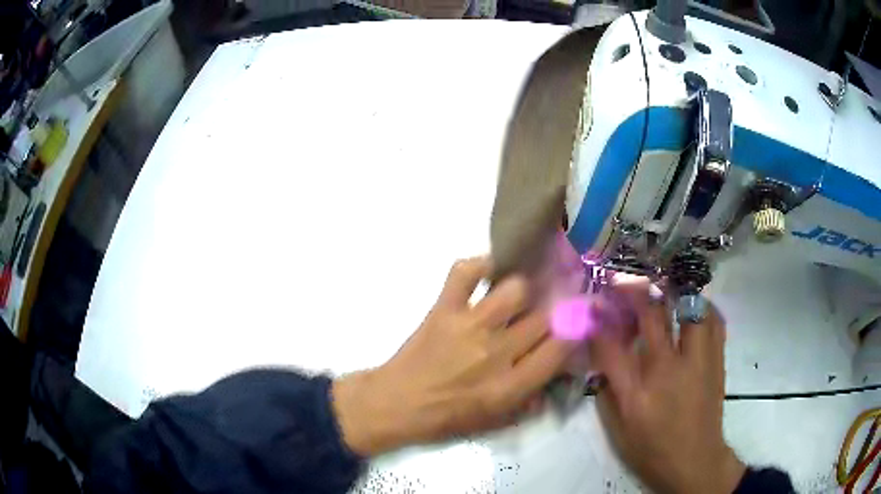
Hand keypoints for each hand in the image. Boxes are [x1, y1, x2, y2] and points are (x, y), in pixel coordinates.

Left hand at [332, 257, 574, 455]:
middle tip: (554, 306)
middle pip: (544, 316)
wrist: (396, 403)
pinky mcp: (444, 308)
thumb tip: (558, 371)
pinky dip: (479, 264)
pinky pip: (465, 271)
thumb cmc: (447, 417)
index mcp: (510, 385)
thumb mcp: (496, 421)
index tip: (578, 321)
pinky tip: (489, 272)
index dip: (576, 329)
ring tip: (520, 297)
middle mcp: (496, 351)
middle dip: (556, 310)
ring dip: (523, 291)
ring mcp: (469, 325)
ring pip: (515, 289)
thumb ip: (532, 399)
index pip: (561, 347)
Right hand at [590, 281, 744, 493]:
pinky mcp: (716, 360)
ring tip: (664, 288)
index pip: (611, 345)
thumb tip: (602, 361)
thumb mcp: (618, 430)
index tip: (593, 304)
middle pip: (652, 316)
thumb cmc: (652, 449)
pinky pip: (713, 320)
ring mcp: (696, 361)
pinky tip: (693, 308)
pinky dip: (702, 307)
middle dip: (634, 293)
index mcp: (637, 394)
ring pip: (689, 308)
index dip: (599, 320)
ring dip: (674, 293)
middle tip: (625, 284)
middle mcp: (668, 370)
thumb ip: (607, 392)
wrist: (695, 461)